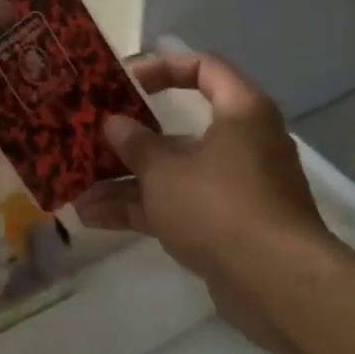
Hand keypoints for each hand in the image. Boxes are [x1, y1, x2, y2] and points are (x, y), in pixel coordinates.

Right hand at [76, 51, 347, 353]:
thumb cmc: (220, 205)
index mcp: (240, 112)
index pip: (204, 68)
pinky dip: (141, 210)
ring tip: (78, 190)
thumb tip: (114, 124)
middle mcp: (242, 144)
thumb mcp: (165, 170)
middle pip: (179, 129)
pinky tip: (94, 218)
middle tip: (90, 138)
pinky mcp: (226, 226)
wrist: (276, 284)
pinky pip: (177, 207)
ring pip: (173, 174)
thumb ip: (135, 144)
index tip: (124, 82)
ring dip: (125, 182)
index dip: (162, 68)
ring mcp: (234, 188)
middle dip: (130, 139)